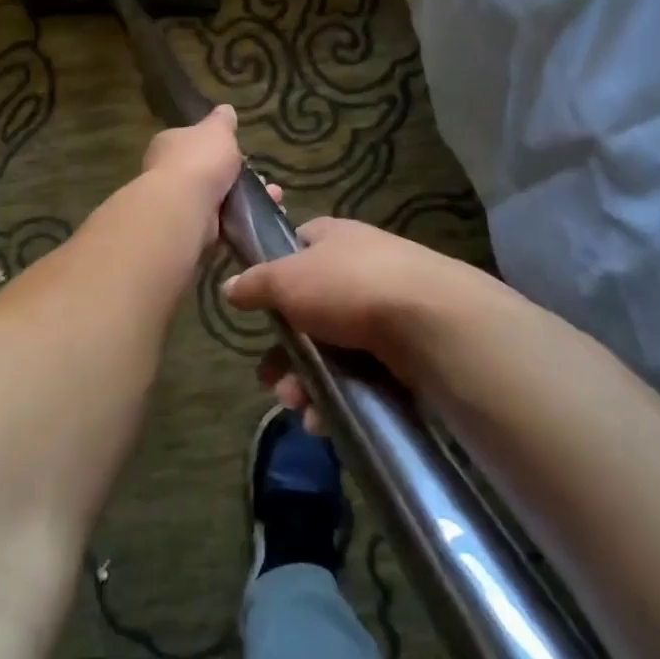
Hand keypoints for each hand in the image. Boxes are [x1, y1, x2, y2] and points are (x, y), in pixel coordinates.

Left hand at [137, 105, 279, 248]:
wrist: (186, 207)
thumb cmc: (199, 160)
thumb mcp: (217, 130)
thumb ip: (222, 121)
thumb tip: (225, 110)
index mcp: (169, 145)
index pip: (192, 143)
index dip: (217, 147)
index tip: (241, 153)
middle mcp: (170, 174)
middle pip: (209, 173)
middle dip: (240, 177)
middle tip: (264, 180)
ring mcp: (180, 204)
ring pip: (221, 199)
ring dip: (248, 199)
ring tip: (274, 198)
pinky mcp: (193, 228)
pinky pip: (223, 222)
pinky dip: (243, 220)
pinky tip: (265, 216)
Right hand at [223, 218, 485, 427]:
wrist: (430, 321)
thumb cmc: (348, 287)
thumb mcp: (286, 279)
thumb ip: (255, 284)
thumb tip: (229, 286)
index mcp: (334, 239)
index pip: (298, 246)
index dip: (275, 273)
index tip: (258, 305)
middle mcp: (360, 269)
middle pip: (309, 310)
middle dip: (285, 351)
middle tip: (271, 380)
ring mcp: (384, 309)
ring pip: (332, 348)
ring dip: (307, 381)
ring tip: (297, 406)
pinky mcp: (403, 350)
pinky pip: (359, 374)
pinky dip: (338, 396)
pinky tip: (324, 419)